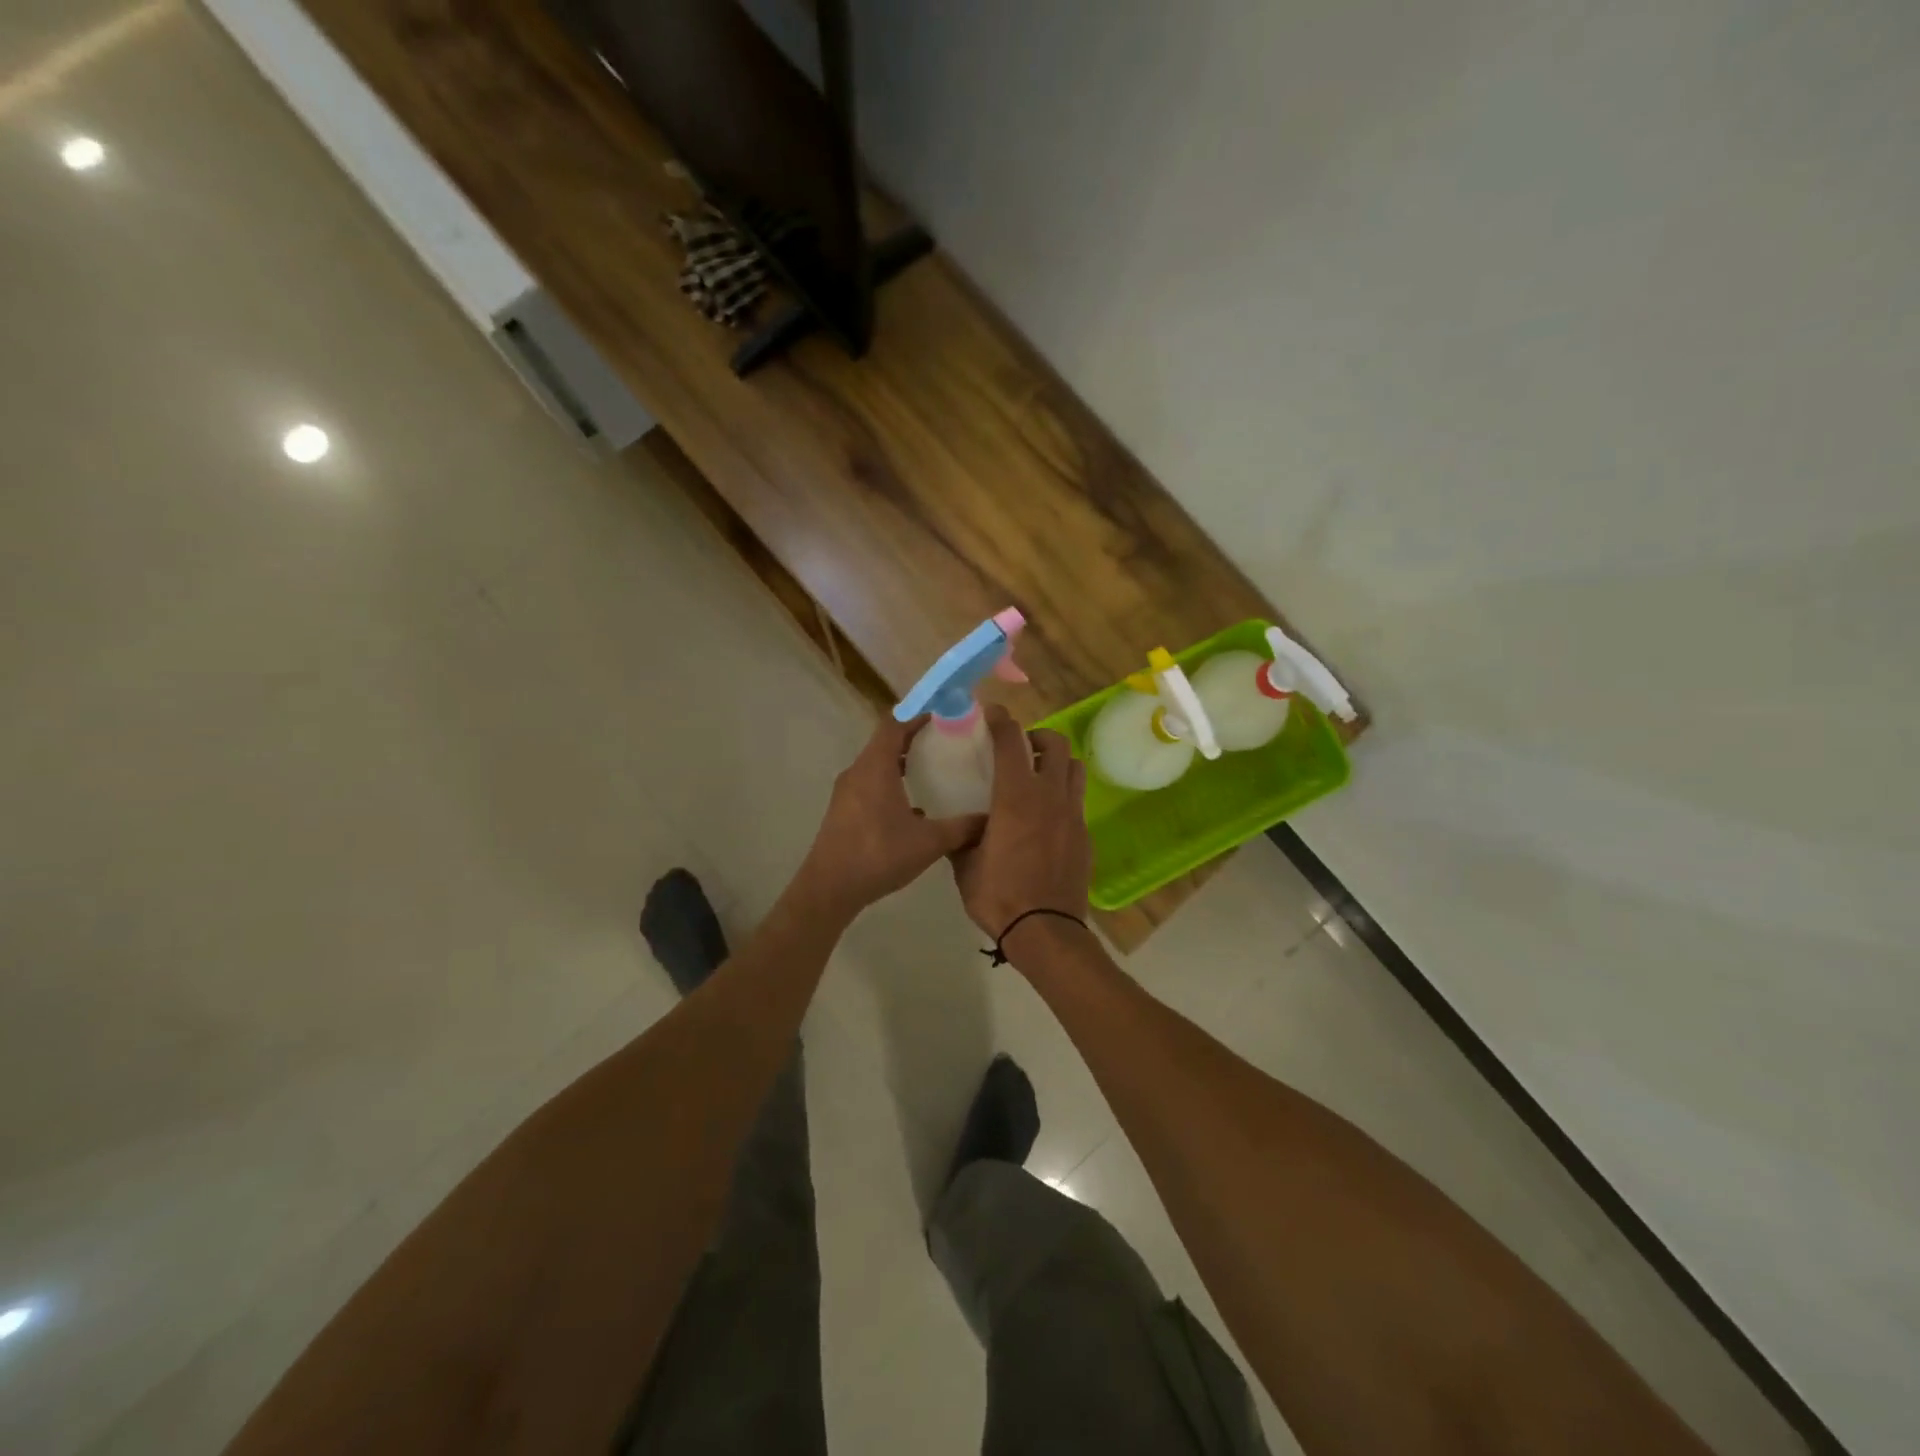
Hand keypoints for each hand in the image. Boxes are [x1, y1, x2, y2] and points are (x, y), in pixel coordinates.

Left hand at [798, 717, 985, 918]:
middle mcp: (857, 772)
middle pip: (885, 742)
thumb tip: (990, 818)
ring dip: (901, 763)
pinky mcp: (842, 811)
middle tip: (945, 741)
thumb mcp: (929, 841)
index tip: (942, 714)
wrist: (829, 889)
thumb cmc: (879, 855)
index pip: (894, 724)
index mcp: (875, 767)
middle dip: (914, 738)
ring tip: (932, 771)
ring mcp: (846, 792)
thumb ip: (962, 828)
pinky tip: (913, 808)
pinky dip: (890, 785)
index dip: (917, 714)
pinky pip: (869, 785)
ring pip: (876, 766)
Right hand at [950, 705, 1092, 940]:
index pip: (1011, 741)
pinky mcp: (1085, 835)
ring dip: (1058, 763)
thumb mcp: (965, 864)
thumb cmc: (998, 895)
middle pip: (1056, 744)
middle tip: (1021, 750)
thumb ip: (962, 837)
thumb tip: (956, 827)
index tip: (991, 714)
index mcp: (1016, 797)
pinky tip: (1047, 816)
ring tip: (1039, 776)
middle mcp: (1050, 796)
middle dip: (1038, 737)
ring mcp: (1073, 815)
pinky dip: (1063, 795)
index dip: (1001, 721)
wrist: (1045, 931)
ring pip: (1075, 768)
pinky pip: (1077, 801)